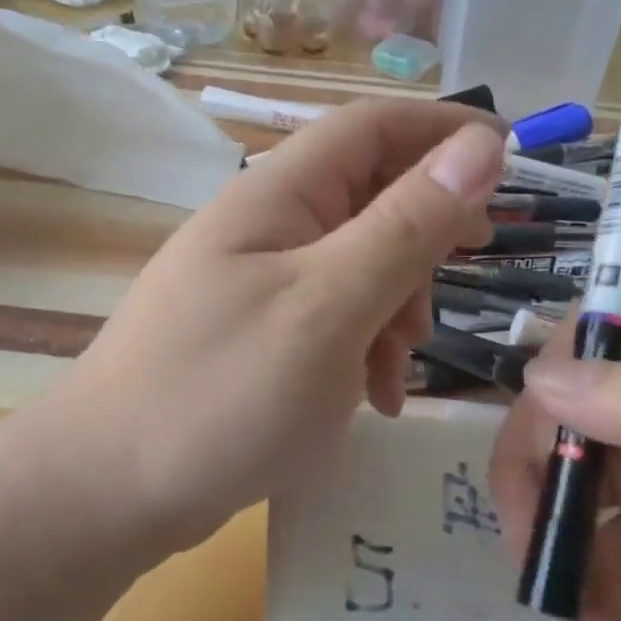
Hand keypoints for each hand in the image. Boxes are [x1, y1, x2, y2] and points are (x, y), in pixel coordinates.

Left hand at [25, 99, 505, 552]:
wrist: (109, 493)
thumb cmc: (223, 393)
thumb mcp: (330, 306)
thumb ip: (406, 225)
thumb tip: (479, 145)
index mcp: (278, 196)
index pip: (372, 127)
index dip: (443, 130)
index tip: (512, 157)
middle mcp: (267, 226)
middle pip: (370, 195)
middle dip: (426, 233)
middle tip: (473, 262)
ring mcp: (259, 283)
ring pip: (359, 263)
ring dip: (398, 303)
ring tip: (402, 366)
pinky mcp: (259, 335)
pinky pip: (333, 317)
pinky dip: (366, 346)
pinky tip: (373, 397)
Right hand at [492, 302, 620, 620]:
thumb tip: (541, 376)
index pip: (604, 335)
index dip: (558, 374)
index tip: (536, 440)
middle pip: (569, 416)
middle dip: (537, 476)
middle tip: (530, 543)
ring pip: (570, 491)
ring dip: (556, 551)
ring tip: (577, 619)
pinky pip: (599, 561)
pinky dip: (592, 603)